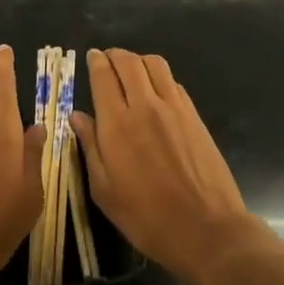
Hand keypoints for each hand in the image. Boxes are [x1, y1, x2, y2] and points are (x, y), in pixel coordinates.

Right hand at [72, 49, 261, 284]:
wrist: (206, 229)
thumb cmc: (147, 217)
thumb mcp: (104, 190)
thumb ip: (90, 147)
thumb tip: (77, 116)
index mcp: (117, 123)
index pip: (104, 75)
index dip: (96, 61)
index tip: (91, 57)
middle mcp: (145, 105)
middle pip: (129, 61)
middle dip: (115, 55)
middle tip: (107, 59)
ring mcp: (174, 108)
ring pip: (155, 64)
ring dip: (139, 60)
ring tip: (131, 71)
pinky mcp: (194, 115)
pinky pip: (173, 82)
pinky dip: (160, 77)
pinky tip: (156, 92)